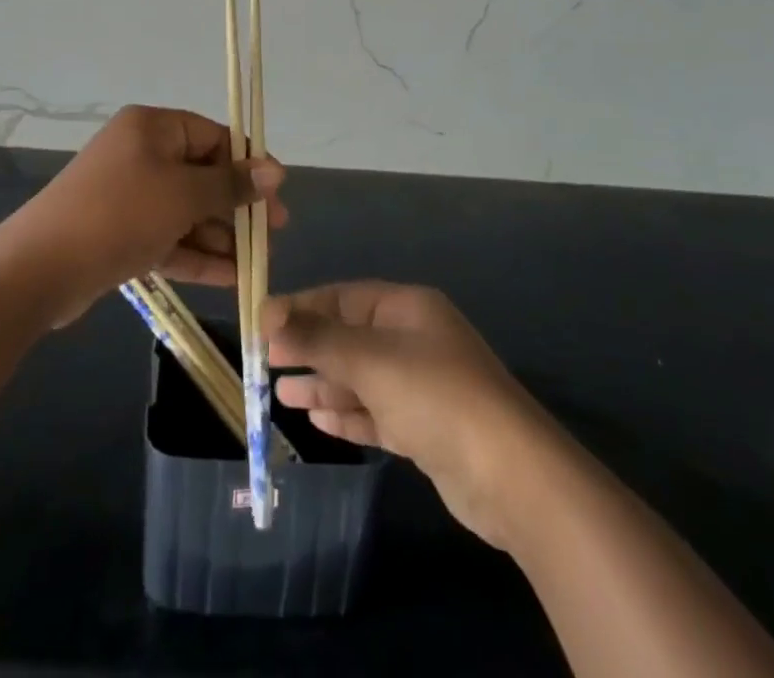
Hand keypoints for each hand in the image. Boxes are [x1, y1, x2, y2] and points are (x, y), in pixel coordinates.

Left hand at [4, 106, 285, 325]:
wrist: (40, 267)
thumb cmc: (120, 214)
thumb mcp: (183, 195)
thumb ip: (231, 184)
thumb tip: (276, 170)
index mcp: (153, 128)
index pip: (213, 136)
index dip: (248, 164)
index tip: (277, 194)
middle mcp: (141, 154)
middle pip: (201, 175)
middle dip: (236, 207)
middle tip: (272, 234)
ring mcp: (129, 195)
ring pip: (186, 211)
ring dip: (220, 236)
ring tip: (257, 264)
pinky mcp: (120, 233)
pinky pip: (168, 237)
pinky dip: (196, 254)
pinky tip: (231, 277)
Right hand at [265, 281, 544, 548]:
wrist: (511, 475)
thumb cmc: (435, 396)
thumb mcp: (369, 359)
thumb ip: (317, 337)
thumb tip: (268, 313)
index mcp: (407, 308)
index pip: (343, 298)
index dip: (302, 308)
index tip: (262, 325)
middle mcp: (414, 340)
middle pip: (350, 337)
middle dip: (309, 349)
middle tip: (266, 364)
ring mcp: (422, 385)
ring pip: (361, 378)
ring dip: (323, 384)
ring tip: (281, 395)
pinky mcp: (426, 428)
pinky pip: (376, 412)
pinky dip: (348, 414)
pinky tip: (318, 419)